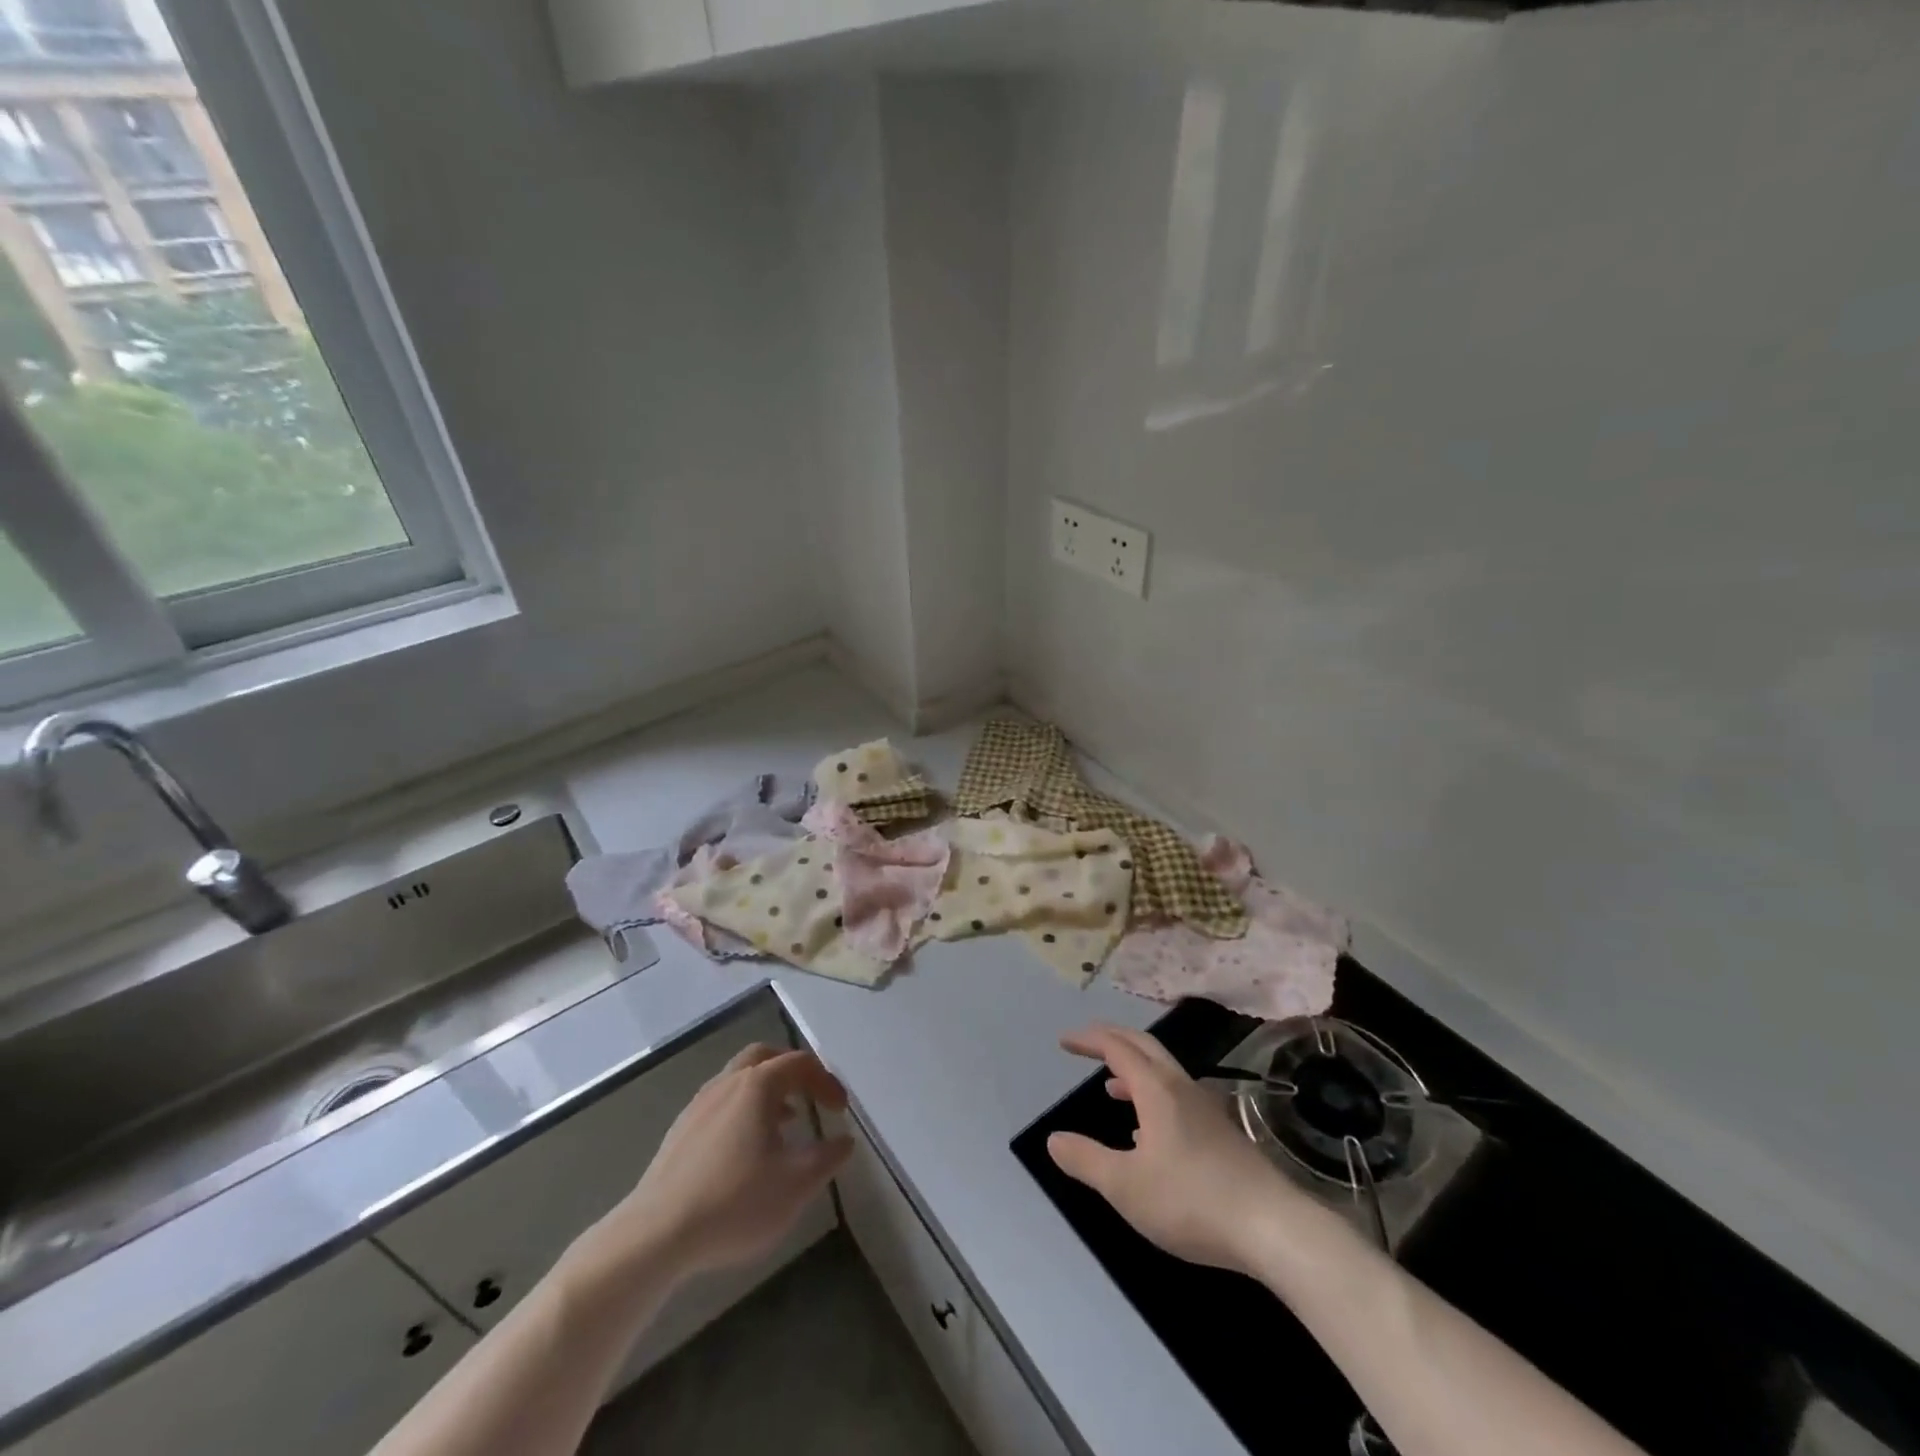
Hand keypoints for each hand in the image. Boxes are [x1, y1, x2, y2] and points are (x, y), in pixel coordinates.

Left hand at [592, 1044, 853, 1283]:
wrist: (656, 1234)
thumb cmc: (735, 1201)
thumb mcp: (796, 1184)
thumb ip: (827, 1158)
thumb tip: (844, 1140)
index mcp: (757, 1085)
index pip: (800, 1064)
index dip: (826, 1081)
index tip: (841, 1110)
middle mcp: (727, 1083)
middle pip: (764, 1057)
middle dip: (792, 1071)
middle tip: (811, 1096)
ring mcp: (699, 1104)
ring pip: (739, 1079)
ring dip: (767, 1092)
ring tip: (785, 1125)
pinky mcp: (680, 1131)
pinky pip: (720, 1103)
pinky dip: (743, 1110)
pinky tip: (747, 1149)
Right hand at [1047, 1023, 1310, 1274]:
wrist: (1274, 1229)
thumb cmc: (1192, 1201)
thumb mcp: (1126, 1186)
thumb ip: (1087, 1160)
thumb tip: (1054, 1139)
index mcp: (1157, 1090)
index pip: (1117, 1048)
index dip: (1089, 1040)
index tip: (1065, 1040)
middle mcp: (1182, 1089)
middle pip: (1145, 1047)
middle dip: (1113, 1040)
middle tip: (1086, 1044)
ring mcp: (1207, 1110)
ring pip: (1164, 1074)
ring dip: (1134, 1070)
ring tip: (1112, 1087)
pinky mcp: (1223, 1135)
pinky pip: (1178, 1098)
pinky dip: (1153, 1097)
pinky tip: (1149, 1134)